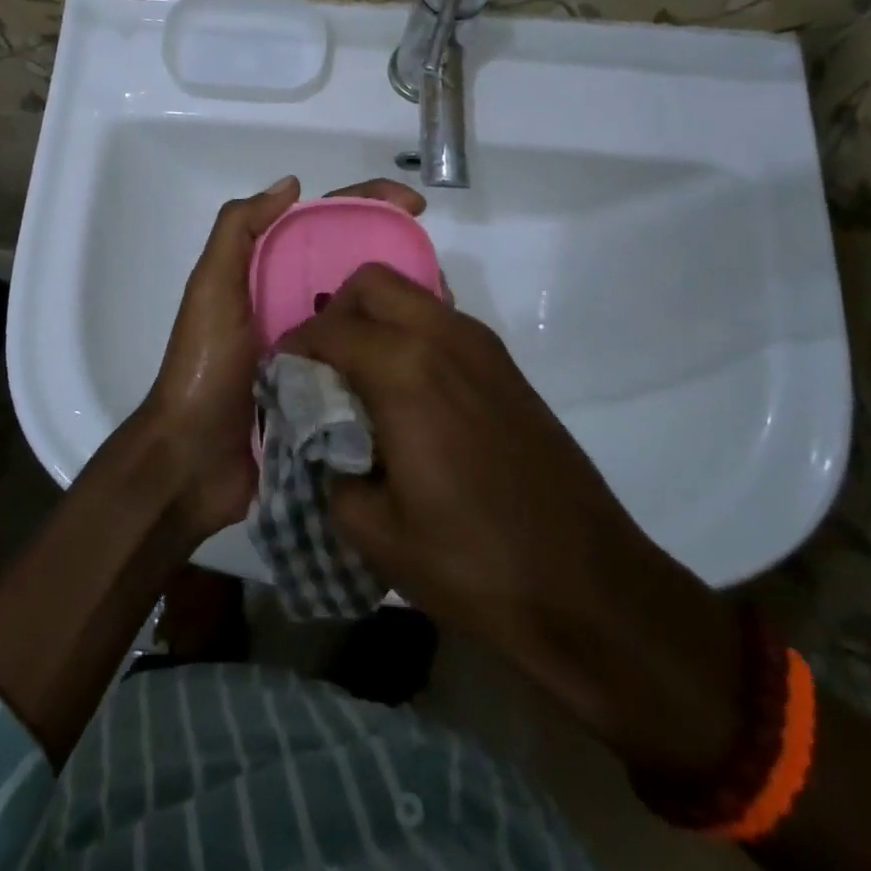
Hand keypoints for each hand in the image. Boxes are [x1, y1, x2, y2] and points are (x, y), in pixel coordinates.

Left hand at [141, 176, 426, 547]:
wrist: (193, 462)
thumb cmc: (204, 367)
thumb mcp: (211, 289)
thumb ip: (238, 231)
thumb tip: (292, 184)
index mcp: (271, 275)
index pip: (326, 226)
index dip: (369, 206)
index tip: (415, 206)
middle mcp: (298, 306)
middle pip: (357, 268)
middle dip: (399, 257)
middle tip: (440, 271)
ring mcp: (318, 352)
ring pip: (370, 315)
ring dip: (404, 306)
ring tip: (446, 308)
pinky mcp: (331, 392)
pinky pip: (371, 362)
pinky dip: (397, 353)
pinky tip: (430, 353)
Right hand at [279, 264, 742, 777]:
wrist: (589, 587)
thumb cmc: (473, 562)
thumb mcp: (374, 530)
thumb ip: (329, 469)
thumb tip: (321, 441)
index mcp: (404, 369)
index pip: (328, 328)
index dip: (293, 349)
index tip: (281, 379)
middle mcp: (444, 337)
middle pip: (372, 283)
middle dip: (335, 313)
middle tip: (322, 368)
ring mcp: (483, 347)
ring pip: (411, 295)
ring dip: (376, 319)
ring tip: (361, 380)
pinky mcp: (507, 367)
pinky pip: (443, 321)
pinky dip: (411, 334)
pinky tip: (408, 395)